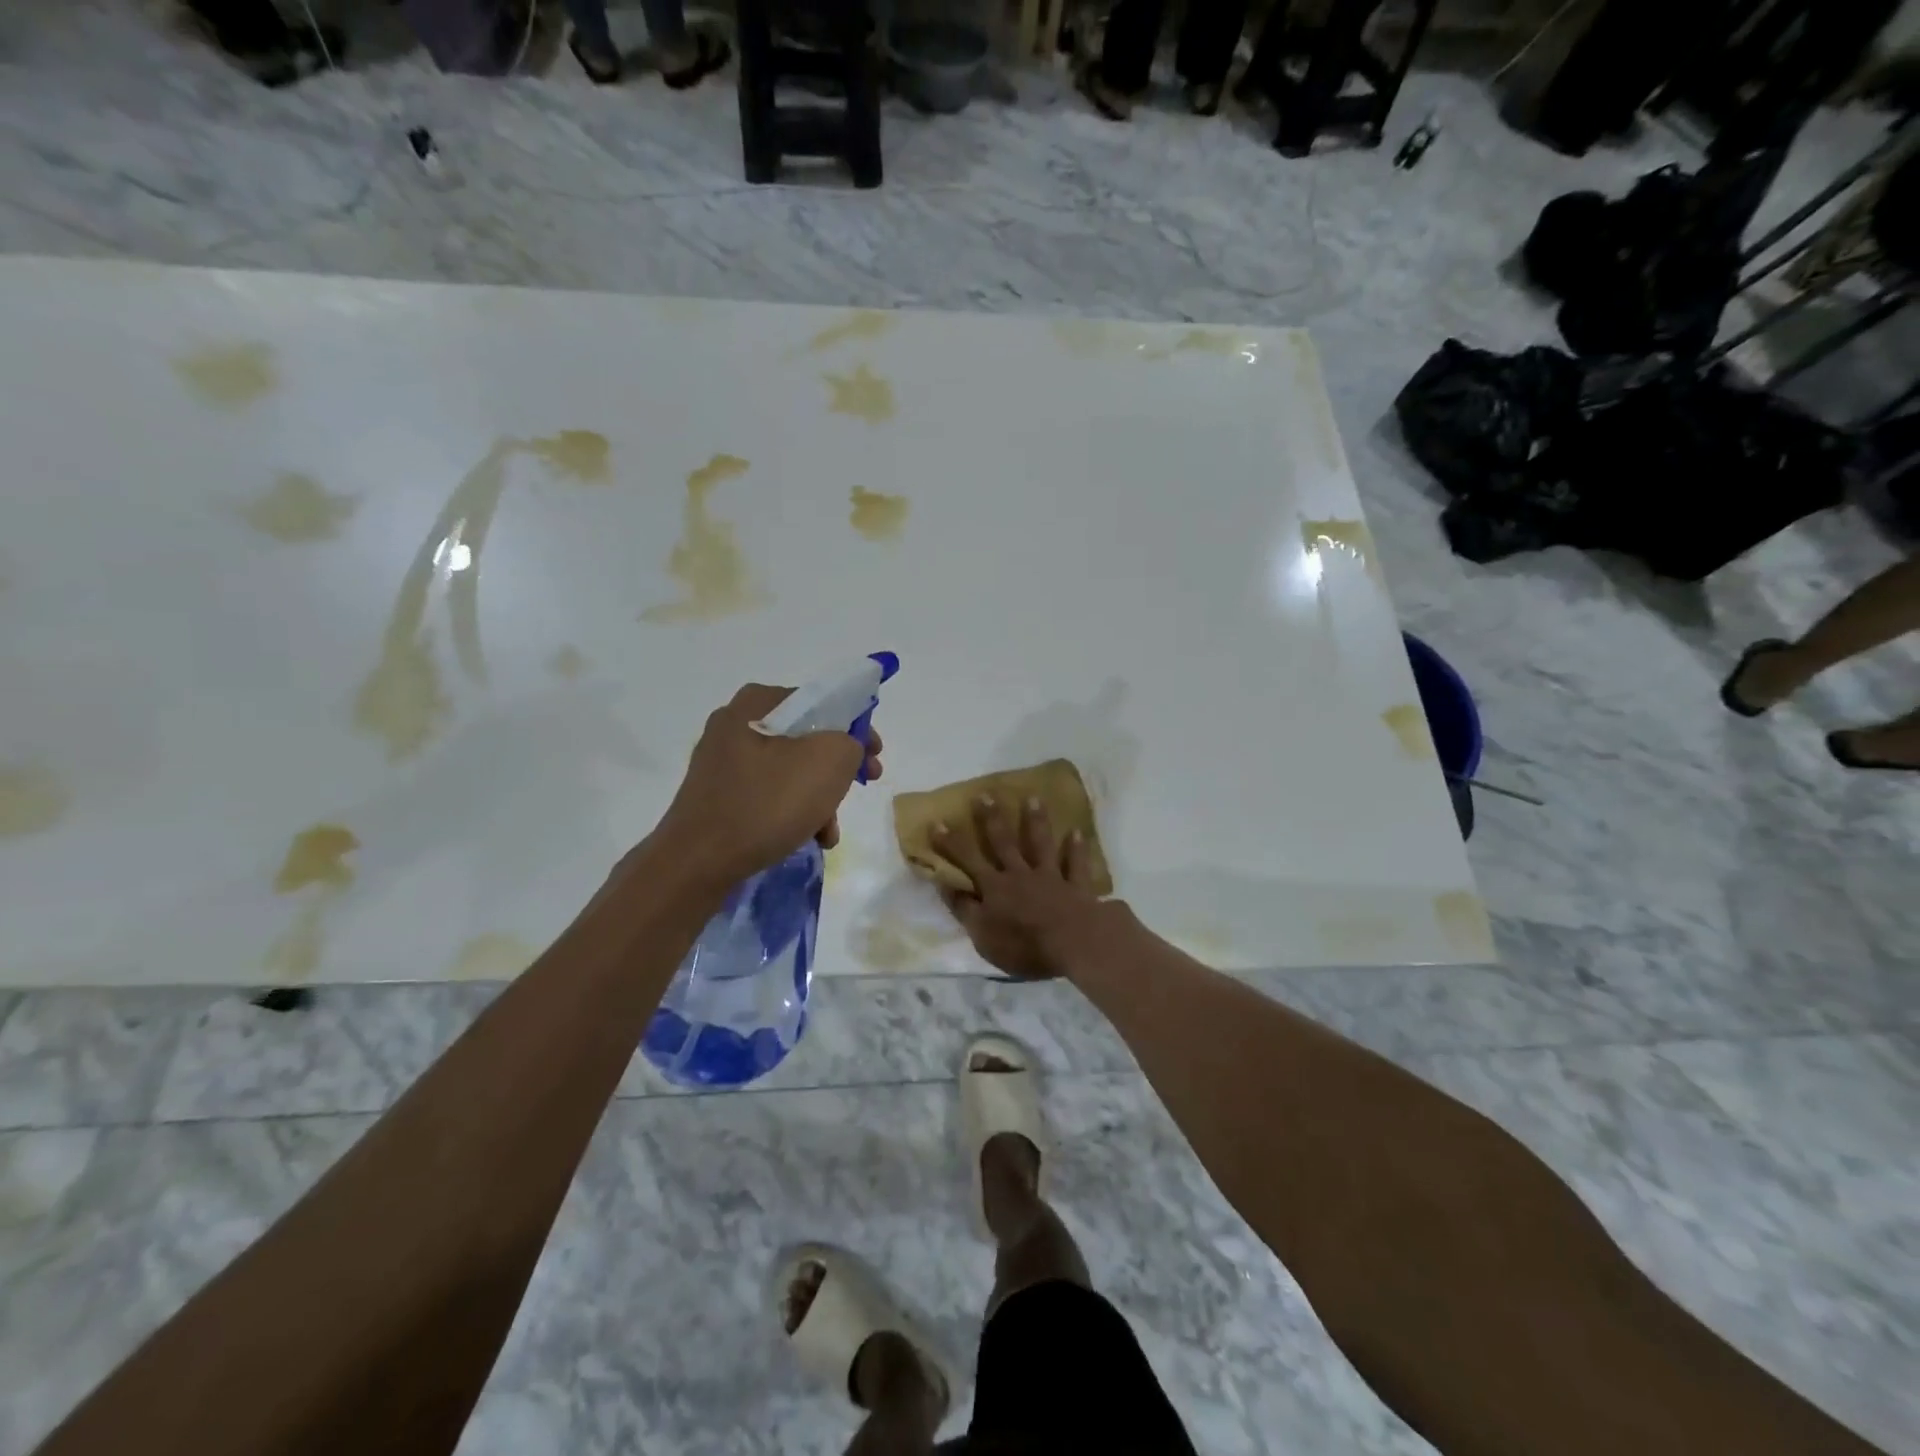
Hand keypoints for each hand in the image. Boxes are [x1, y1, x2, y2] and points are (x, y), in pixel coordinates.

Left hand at [652, 684, 882, 891]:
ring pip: (790, 770)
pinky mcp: (717, 794)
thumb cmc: (767, 803)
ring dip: (819, 797)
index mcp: (758, 702)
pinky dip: (793, 811)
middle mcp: (736, 722)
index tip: (874, 756)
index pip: (822, 701)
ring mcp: (722, 760)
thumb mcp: (829, 761)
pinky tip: (808, 838)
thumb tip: (845, 747)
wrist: (697, 862)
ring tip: (830, 831)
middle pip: (807, 737)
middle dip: (839, 768)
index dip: (857, 727)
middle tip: (862, 786)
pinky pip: (768, 793)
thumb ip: (851, 741)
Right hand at [931, 796, 1109, 980]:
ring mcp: (1050, 877)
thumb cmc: (1023, 945)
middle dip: (992, 819)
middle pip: (1004, 843)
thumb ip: (964, 909)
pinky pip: (1076, 864)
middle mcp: (1020, 874)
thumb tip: (945, 884)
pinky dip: (1077, 849)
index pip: (968, 861)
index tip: (938, 822)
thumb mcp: (983, 936)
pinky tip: (1077, 832)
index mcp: (995, 887)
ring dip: (1036, 821)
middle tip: (985, 795)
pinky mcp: (1076, 886)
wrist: (1072, 944)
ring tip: (1033, 798)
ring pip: (1041, 844)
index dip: (951, 843)